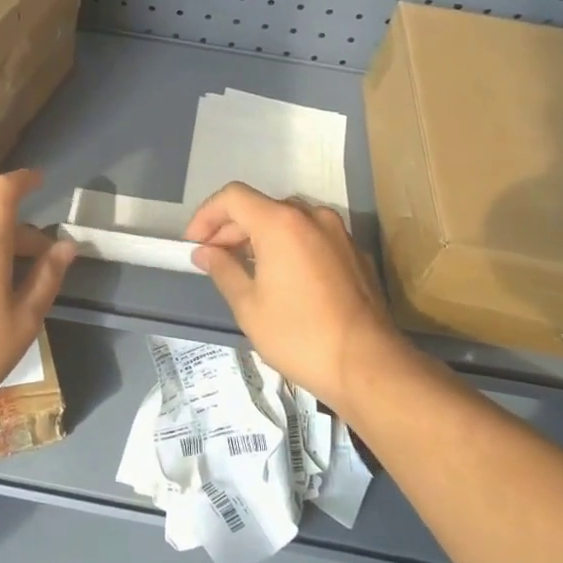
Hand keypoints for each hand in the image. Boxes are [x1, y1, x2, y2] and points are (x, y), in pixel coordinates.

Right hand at [185, 183, 408, 415]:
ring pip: (287, 220)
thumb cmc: (299, 335)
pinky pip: (311, 236)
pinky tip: (282, 278)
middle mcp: (311, 216)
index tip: (194, 244)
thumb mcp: (249, 306)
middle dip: (231, 229)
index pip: (233, 197)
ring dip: (260, 236)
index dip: (207, 215)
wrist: (368, 365)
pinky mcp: (354, 252)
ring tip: (245, 269)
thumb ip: (223, 270)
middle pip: (260, 207)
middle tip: (213, 260)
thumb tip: (205, 253)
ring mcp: (337, 232)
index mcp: (281, 222)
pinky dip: (288, 246)